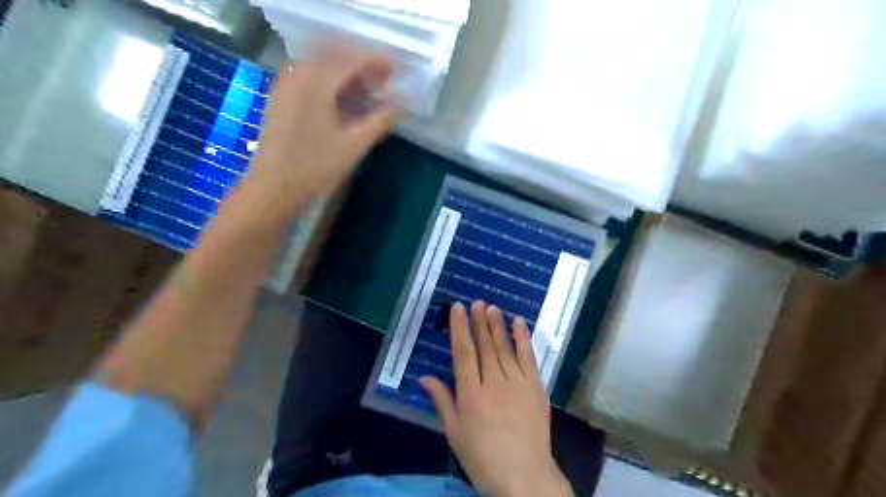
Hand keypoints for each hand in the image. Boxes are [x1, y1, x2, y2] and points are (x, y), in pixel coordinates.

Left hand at [246, 47, 404, 215]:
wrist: (273, 187)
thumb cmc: (316, 166)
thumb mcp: (354, 145)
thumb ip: (380, 120)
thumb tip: (402, 104)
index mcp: (317, 81)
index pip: (350, 59)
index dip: (375, 61)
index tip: (396, 69)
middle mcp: (298, 74)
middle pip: (334, 57)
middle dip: (361, 65)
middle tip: (384, 80)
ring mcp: (286, 86)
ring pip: (321, 67)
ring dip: (346, 74)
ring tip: (367, 91)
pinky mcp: (281, 99)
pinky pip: (309, 78)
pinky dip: (330, 83)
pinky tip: (342, 101)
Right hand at [420, 300, 573, 495]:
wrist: (524, 475)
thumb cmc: (483, 457)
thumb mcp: (455, 432)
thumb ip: (442, 401)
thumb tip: (424, 377)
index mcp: (471, 394)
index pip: (464, 353)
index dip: (460, 328)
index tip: (458, 308)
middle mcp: (494, 383)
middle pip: (485, 346)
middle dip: (480, 321)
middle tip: (477, 302)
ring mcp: (517, 383)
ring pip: (505, 347)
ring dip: (498, 325)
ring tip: (492, 307)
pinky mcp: (535, 387)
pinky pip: (528, 357)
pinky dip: (523, 339)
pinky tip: (518, 323)